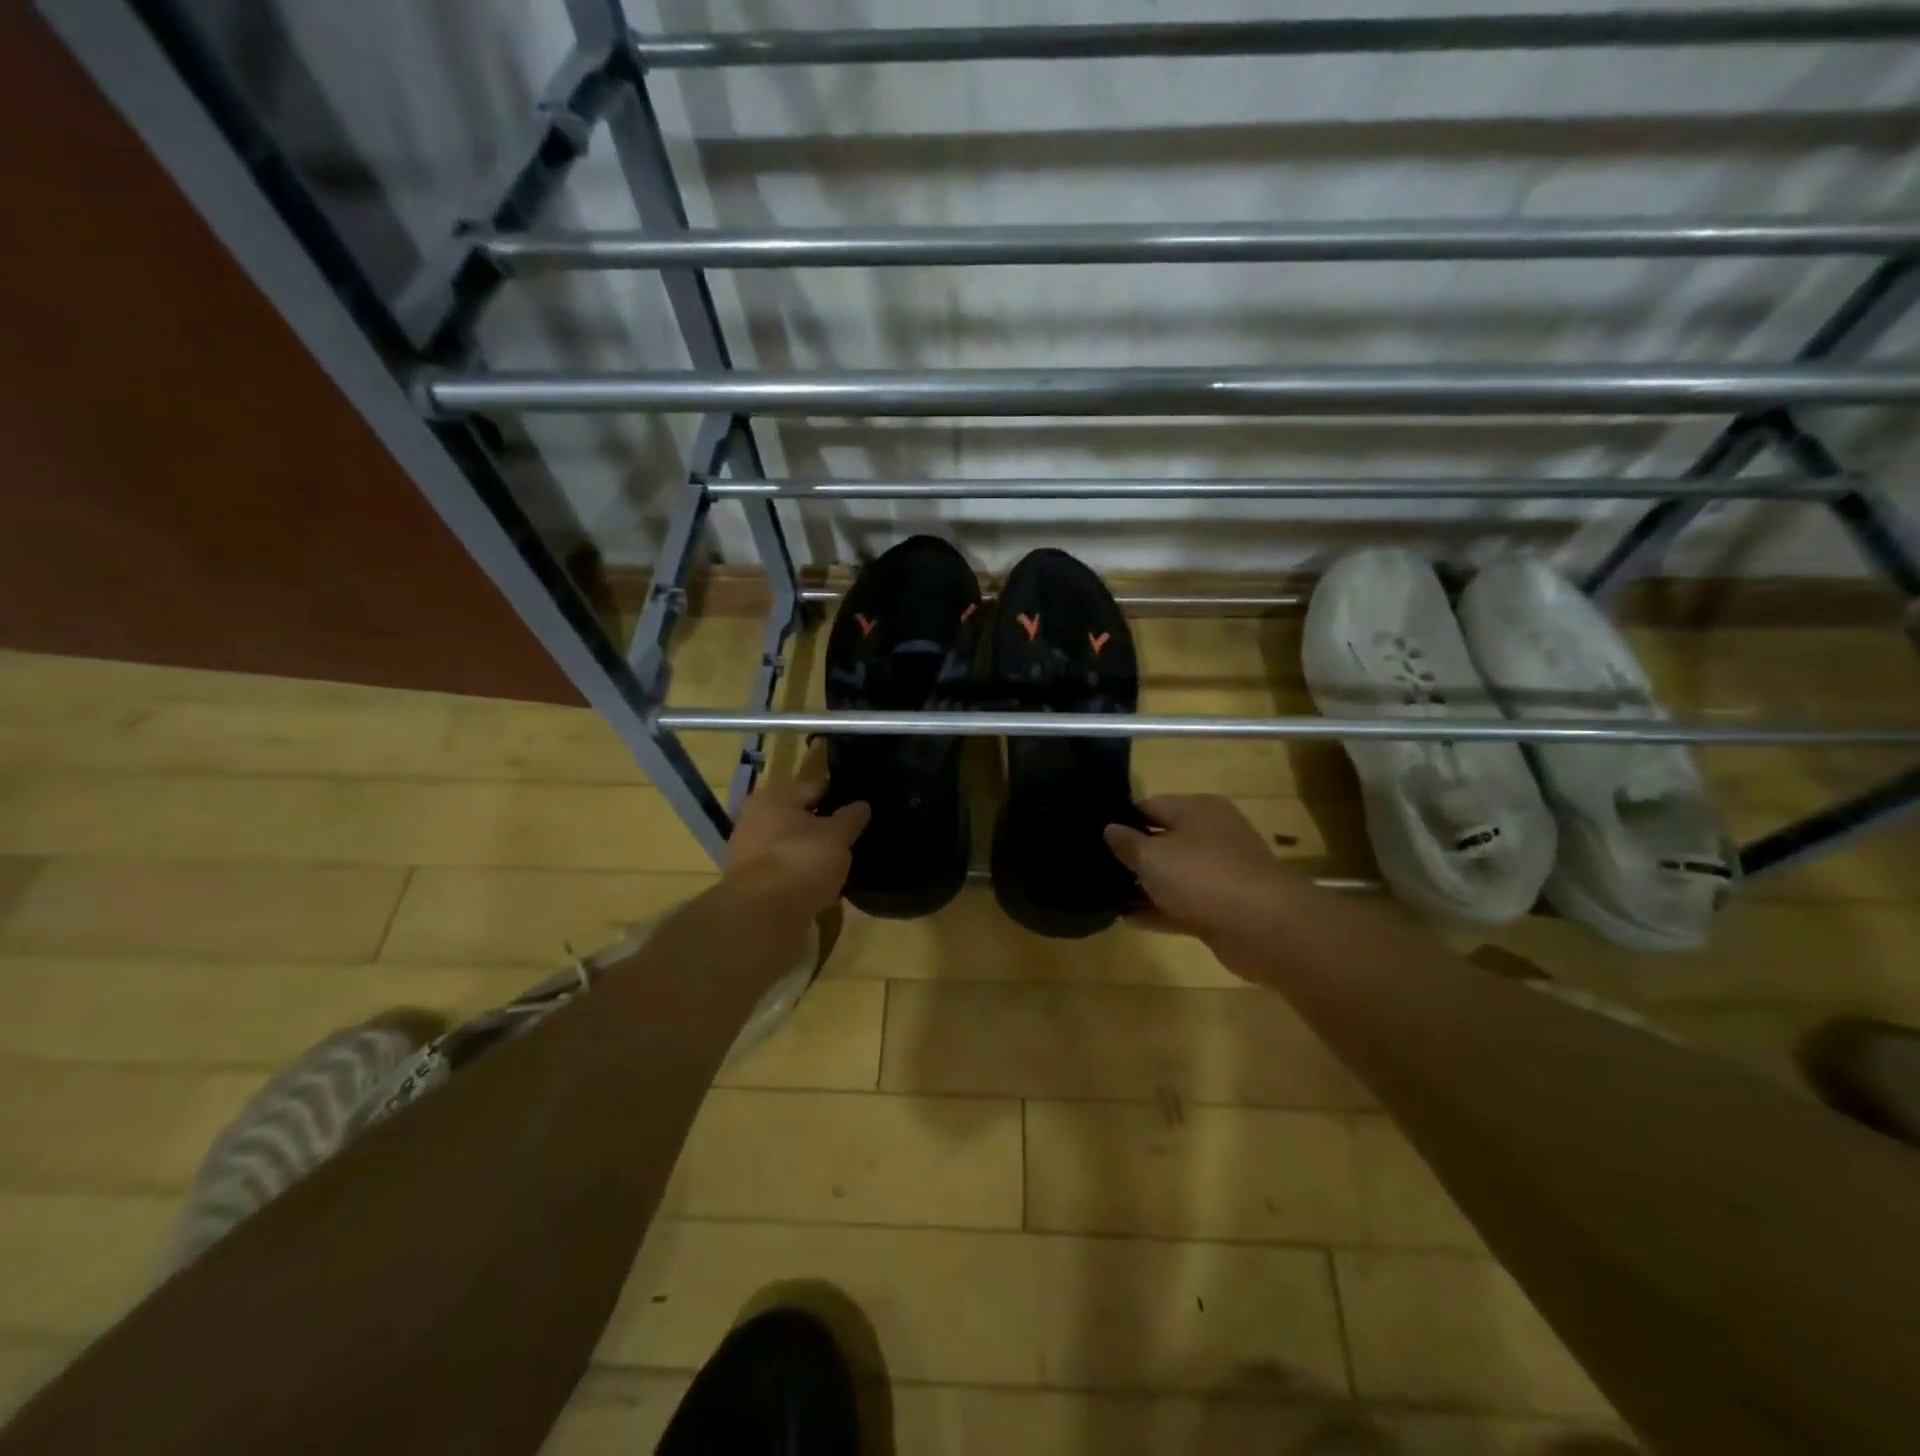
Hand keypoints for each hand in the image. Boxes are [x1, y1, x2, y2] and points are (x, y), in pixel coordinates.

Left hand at [726, 746, 870, 914]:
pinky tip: (820, 887)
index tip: (860, 814)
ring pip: (790, 846)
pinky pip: (783, 871)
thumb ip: (851, 818)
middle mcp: (754, 818)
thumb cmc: (801, 861)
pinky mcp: (749, 883)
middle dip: (823, 828)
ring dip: (811, 854)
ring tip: (839, 867)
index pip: (815, 788)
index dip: (840, 798)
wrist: (763, 915)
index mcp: (773, 797)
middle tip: (851, 841)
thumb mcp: (837, 836)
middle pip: (799, 818)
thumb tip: (862, 805)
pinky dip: (799, 876)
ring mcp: (748, 852)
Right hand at [1104, 794, 1285, 941]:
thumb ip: (1126, 843)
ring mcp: (1220, 872)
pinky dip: (1159, 909)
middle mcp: (1211, 834)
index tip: (1094, 836)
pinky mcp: (1223, 906)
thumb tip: (1109, 829)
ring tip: (1106, 894)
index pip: (1150, 806)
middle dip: (1133, 854)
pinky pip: (1182, 904)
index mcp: (1197, 809)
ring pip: (1173, 874)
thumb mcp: (1152, 856)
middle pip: (1163, 839)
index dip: (1121, 819)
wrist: (1263, 927)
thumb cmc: (1202, 876)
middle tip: (1096, 867)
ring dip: (1145, 885)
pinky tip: (1128, 919)